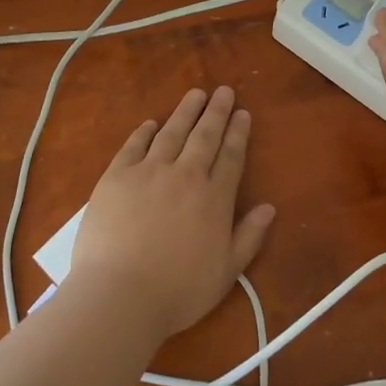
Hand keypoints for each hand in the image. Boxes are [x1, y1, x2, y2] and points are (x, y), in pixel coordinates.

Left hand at [68, 87, 275, 339]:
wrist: (120, 294)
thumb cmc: (177, 291)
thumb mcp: (226, 272)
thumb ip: (249, 237)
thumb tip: (269, 207)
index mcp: (213, 199)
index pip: (231, 156)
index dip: (238, 133)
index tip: (243, 113)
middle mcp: (185, 176)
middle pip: (204, 136)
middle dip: (217, 111)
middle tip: (224, 91)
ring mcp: (149, 172)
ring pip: (172, 132)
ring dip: (186, 111)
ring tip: (195, 94)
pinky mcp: (117, 176)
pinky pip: (134, 145)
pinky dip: (144, 132)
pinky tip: (151, 123)